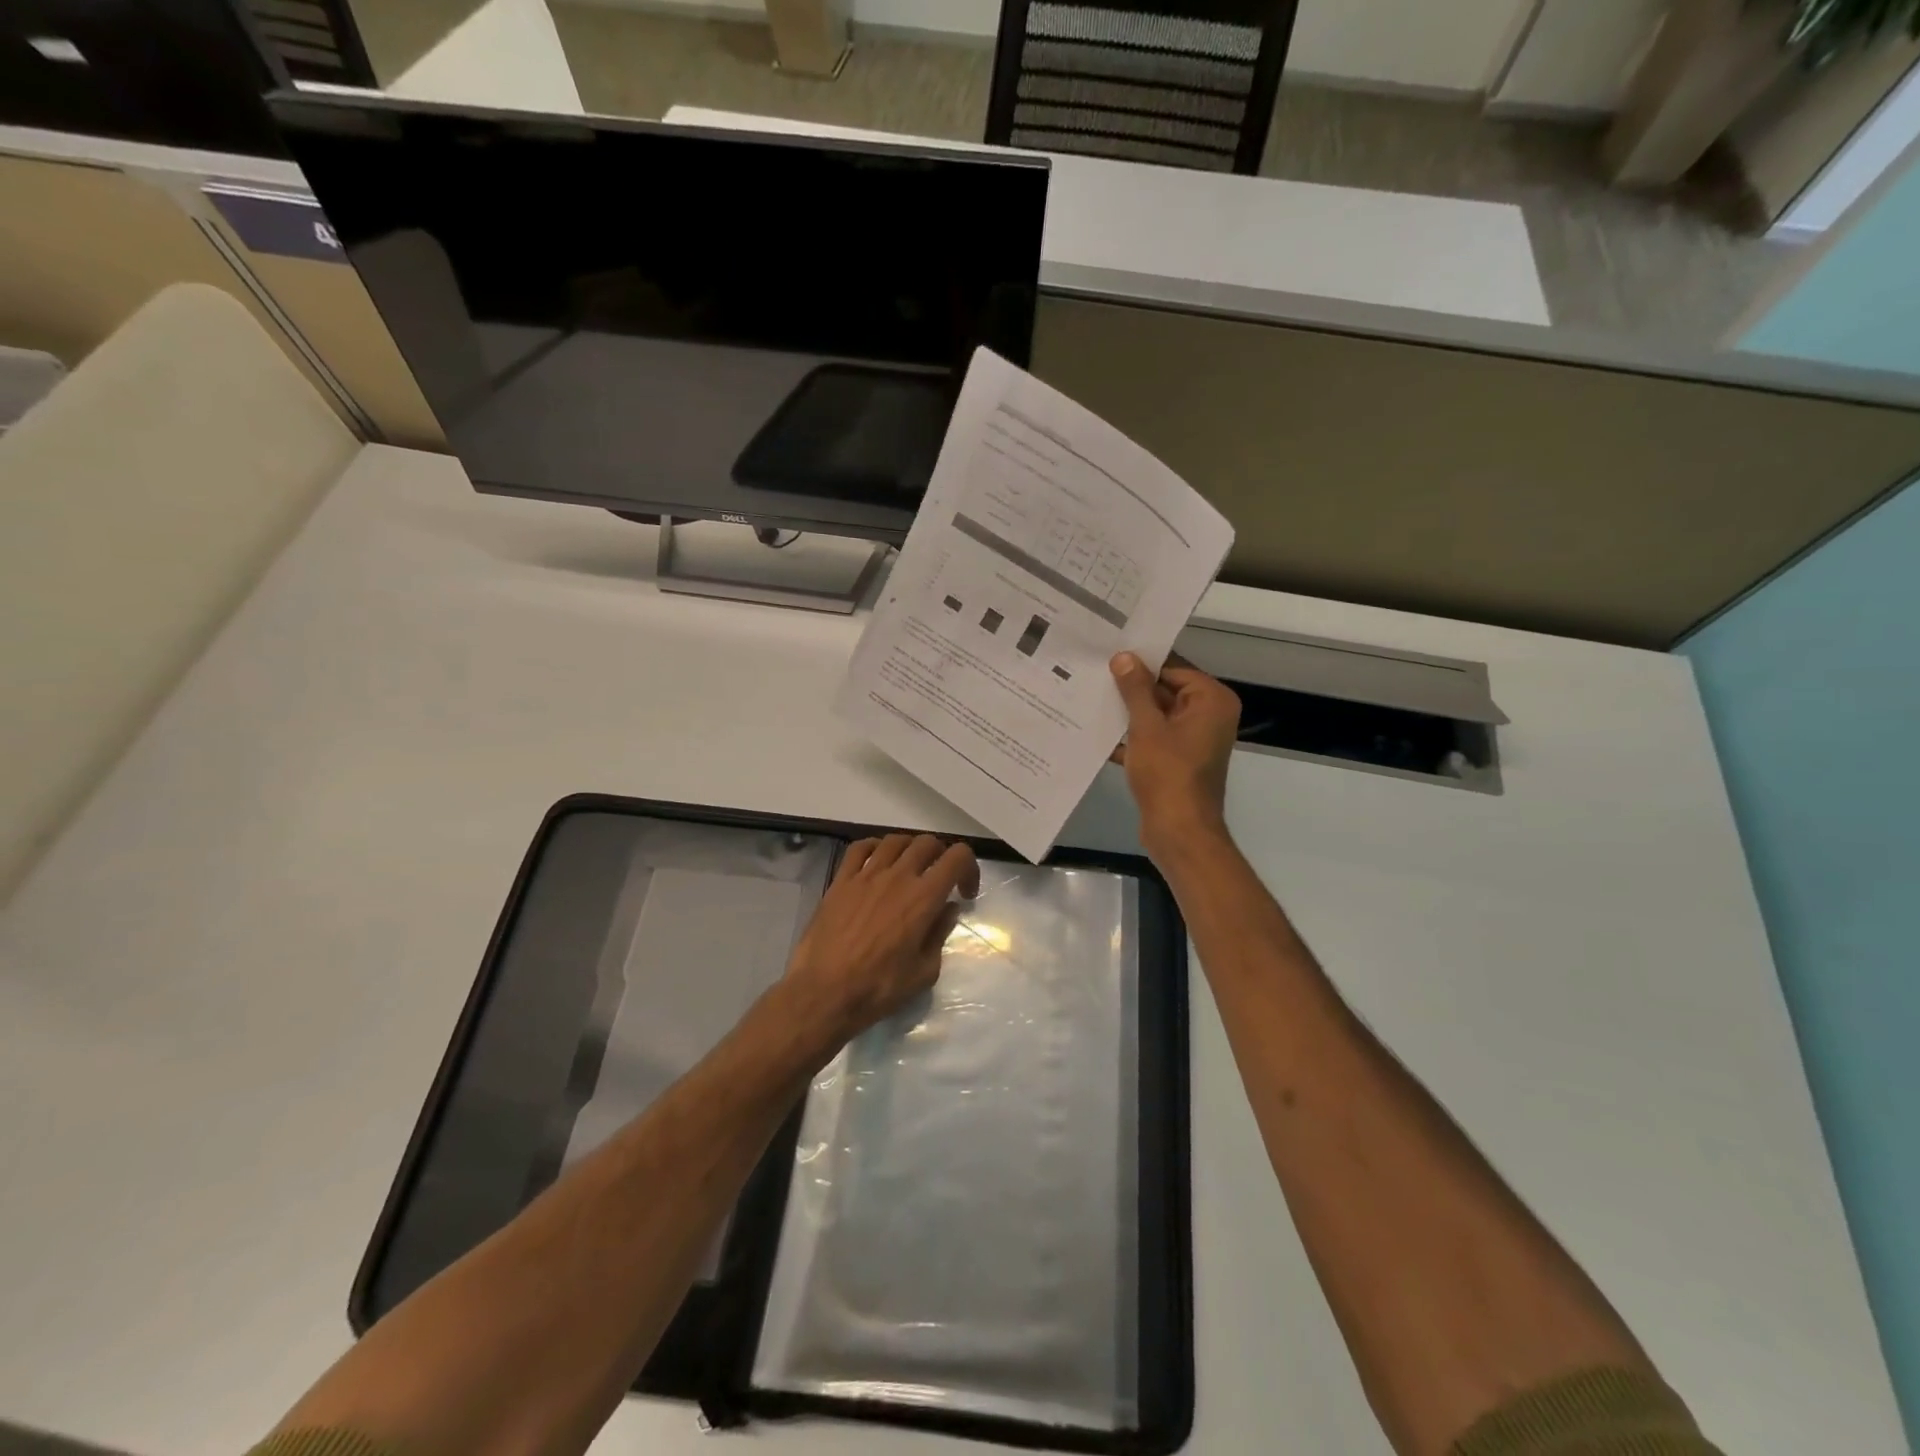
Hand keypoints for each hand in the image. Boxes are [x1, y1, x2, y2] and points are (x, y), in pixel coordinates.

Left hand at [783, 833, 979, 1044]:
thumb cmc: (878, 988)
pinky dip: (875, 847)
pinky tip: (877, 863)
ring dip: (910, 849)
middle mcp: (897, 876)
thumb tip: (947, 909)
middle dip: (941, 856)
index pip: (957, 857)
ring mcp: (865, 875)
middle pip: (927, 843)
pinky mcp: (840, 880)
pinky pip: (860, 848)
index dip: (969, 867)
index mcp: (923, 897)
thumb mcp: (923, 972)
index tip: (964, 892)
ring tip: (909, 869)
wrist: (823, 993)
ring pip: (895, 840)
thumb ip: (940, 934)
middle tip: (938, 881)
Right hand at [1110, 652, 1240, 853]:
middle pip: (1165, 690)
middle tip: (1094, 676)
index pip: (1173, 668)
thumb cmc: (1168, 774)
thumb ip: (1135, 689)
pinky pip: (1154, 737)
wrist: (1179, 831)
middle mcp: (1209, 715)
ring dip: (1128, 713)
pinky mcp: (1179, 759)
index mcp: (1211, 700)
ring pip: (1157, 715)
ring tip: (1090, 700)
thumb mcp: (1146, 727)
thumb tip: (1124, 656)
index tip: (1108, 657)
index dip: (1141, 664)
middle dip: (1131, 689)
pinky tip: (1099, 734)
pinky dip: (1132, 737)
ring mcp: (1195, 739)